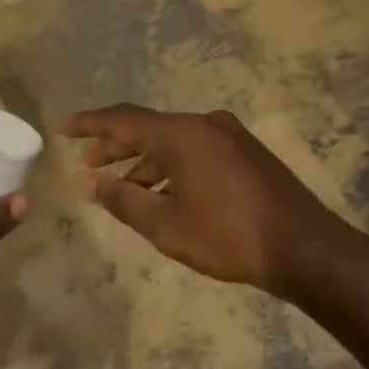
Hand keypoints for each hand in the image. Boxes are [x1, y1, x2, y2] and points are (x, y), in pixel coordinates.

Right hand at [66, 104, 353, 295]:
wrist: (306, 248)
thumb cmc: (228, 236)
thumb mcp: (166, 225)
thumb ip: (124, 201)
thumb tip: (93, 184)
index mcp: (182, 134)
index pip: (123, 119)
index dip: (89, 124)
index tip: (63, 128)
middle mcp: (205, 124)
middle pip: (148, 128)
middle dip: (115, 146)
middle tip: (88, 165)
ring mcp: (229, 136)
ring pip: (173, 142)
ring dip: (144, 161)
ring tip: (121, 187)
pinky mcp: (245, 153)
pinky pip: (195, 151)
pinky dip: (171, 167)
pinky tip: (163, 192)